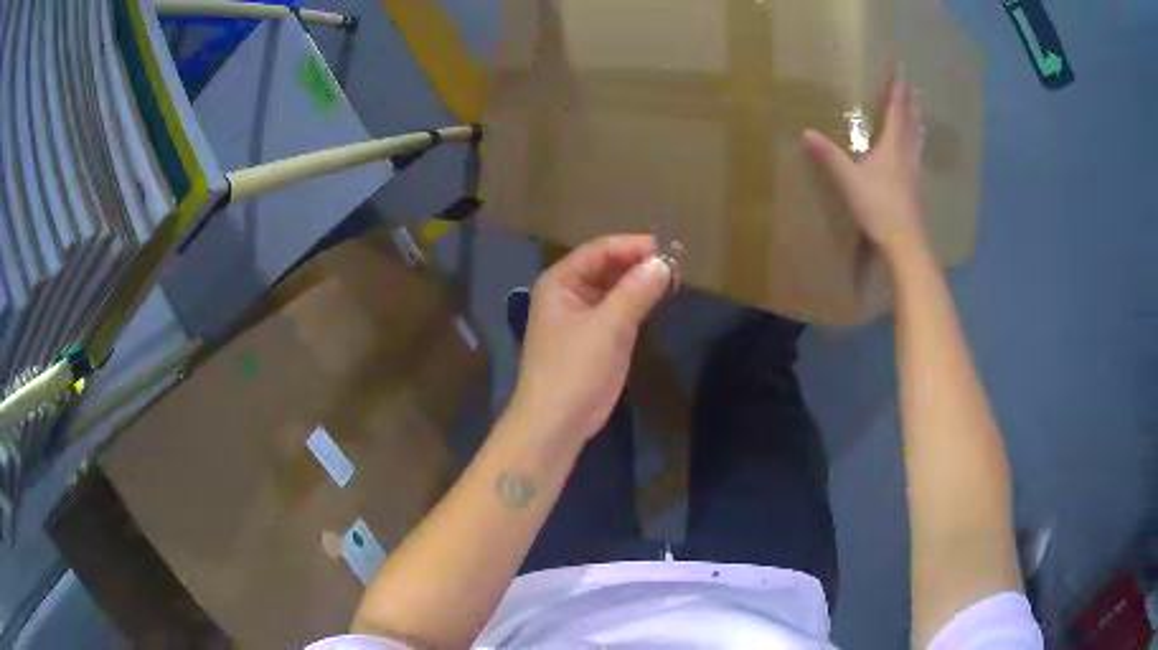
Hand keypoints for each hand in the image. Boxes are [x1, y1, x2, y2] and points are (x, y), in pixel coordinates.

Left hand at [509, 235, 671, 444]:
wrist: (557, 423)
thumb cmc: (574, 369)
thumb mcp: (607, 327)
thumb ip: (636, 291)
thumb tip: (664, 262)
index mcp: (560, 281)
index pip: (601, 250)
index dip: (634, 246)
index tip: (670, 248)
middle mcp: (570, 292)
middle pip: (609, 266)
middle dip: (641, 263)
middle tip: (679, 262)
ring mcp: (584, 315)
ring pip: (617, 288)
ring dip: (642, 282)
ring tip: (676, 276)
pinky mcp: (598, 337)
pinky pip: (621, 309)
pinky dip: (640, 302)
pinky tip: (662, 297)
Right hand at [803, 76, 929, 262]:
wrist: (905, 243)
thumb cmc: (879, 208)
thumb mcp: (849, 180)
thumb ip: (829, 156)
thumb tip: (805, 132)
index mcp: (892, 148)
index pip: (896, 112)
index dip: (898, 91)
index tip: (901, 71)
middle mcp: (906, 157)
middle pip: (911, 125)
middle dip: (912, 106)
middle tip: (916, 90)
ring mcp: (914, 175)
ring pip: (917, 144)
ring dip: (917, 126)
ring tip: (920, 117)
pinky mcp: (917, 192)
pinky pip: (918, 161)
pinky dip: (917, 149)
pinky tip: (916, 157)